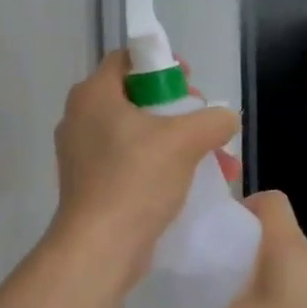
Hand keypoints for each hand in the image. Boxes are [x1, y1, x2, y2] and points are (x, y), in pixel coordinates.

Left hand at [51, 52, 237, 281]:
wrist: (100, 248)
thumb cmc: (136, 179)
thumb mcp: (185, 140)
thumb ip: (213, 120)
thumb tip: (225, 118)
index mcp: (93, 95)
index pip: (127, 59)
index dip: (162, 65)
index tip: (190, 83)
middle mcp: (80, 119)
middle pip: (136, 98)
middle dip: (178, 110)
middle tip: (204, 124)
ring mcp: (82, 155)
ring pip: (137, 134)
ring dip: (176, 142)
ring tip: (213, 161)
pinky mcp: (90, 185)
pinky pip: (130, 163)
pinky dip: (160, 166)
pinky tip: (192, 184)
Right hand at [131, 193, 306, 307]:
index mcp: (286, 245)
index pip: (270, 200)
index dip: (242, 204)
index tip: (212, 228)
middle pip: (270, 235)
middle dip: (235, 247)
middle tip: (201, 268)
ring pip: (280, 270)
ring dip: (252, 280)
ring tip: (217, 303)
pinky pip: (290, 300)